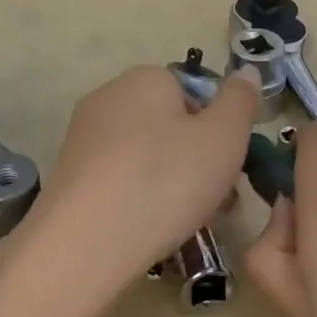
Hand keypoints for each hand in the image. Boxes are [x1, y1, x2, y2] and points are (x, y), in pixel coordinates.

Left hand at [19, 65, 259, 308]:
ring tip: (187, 222)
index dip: (218, 130)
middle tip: (217, 202)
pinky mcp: (70, 173)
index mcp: (146, 77)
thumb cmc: (164, 181)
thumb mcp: (223, 138)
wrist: (83, 244)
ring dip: (172, 182)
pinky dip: (139, 197)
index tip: (230, 168)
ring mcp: (84, 135)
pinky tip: (148, 229)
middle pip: (170, 124)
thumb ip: (240, 101)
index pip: (194, 93)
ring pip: (146, 154)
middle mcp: (110, 95)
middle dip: (197, 160)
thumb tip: (246, 72)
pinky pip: (119, 177)